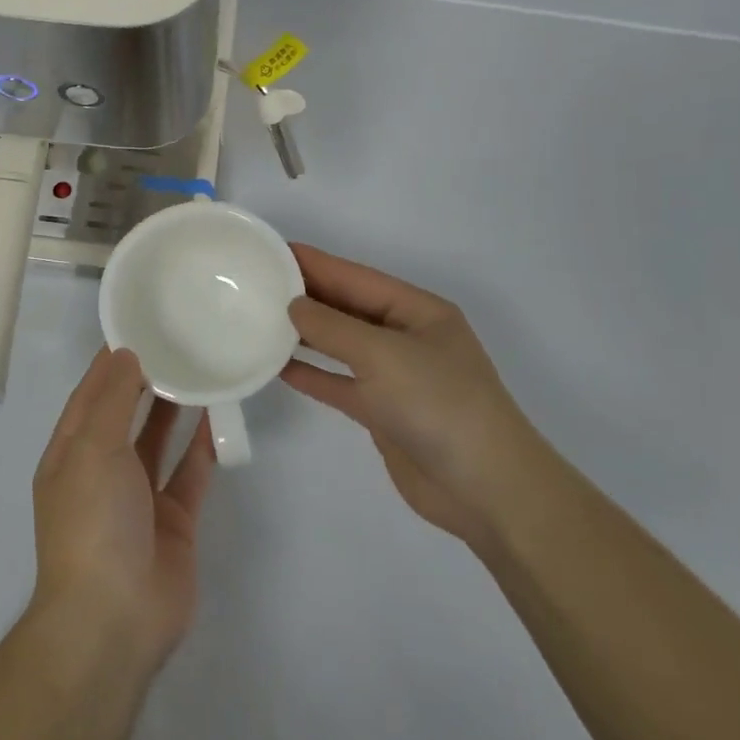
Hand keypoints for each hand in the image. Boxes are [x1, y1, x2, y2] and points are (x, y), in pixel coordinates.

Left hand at [30, 347, 215, 669]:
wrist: (114, 618)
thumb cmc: (93, 521)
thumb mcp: (91, 449)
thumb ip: (111, 400)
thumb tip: (125, 355)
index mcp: (70, 453)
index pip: (89, 395)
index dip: (110, 362)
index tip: (138, 327)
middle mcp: (102, 470)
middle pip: (125, 414)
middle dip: (145, 380)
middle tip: (178, 341)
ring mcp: (139, 496)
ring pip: (158, 439)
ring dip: (175, 408)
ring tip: (199, 367)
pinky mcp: (174, 519)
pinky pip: (190, 471)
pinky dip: (203, 445)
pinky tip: (220, 414)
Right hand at [282, 244, 539, 548]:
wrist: (485, 488)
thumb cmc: (438, 403)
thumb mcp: (383, 354)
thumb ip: (332, 327)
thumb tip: (293, 306)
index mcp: (417, 311)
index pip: (355, 277)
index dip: (314, 263)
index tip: (271, 250)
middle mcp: (405, 337)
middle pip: (347, 308)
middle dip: (305, 295)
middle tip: (255, 283)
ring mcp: (395, 376)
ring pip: (340, 345)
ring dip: (304, 335)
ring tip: (259, 319)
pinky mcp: (383, 412)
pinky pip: (339, 383)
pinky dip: (312, 374)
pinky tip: (278, 367)